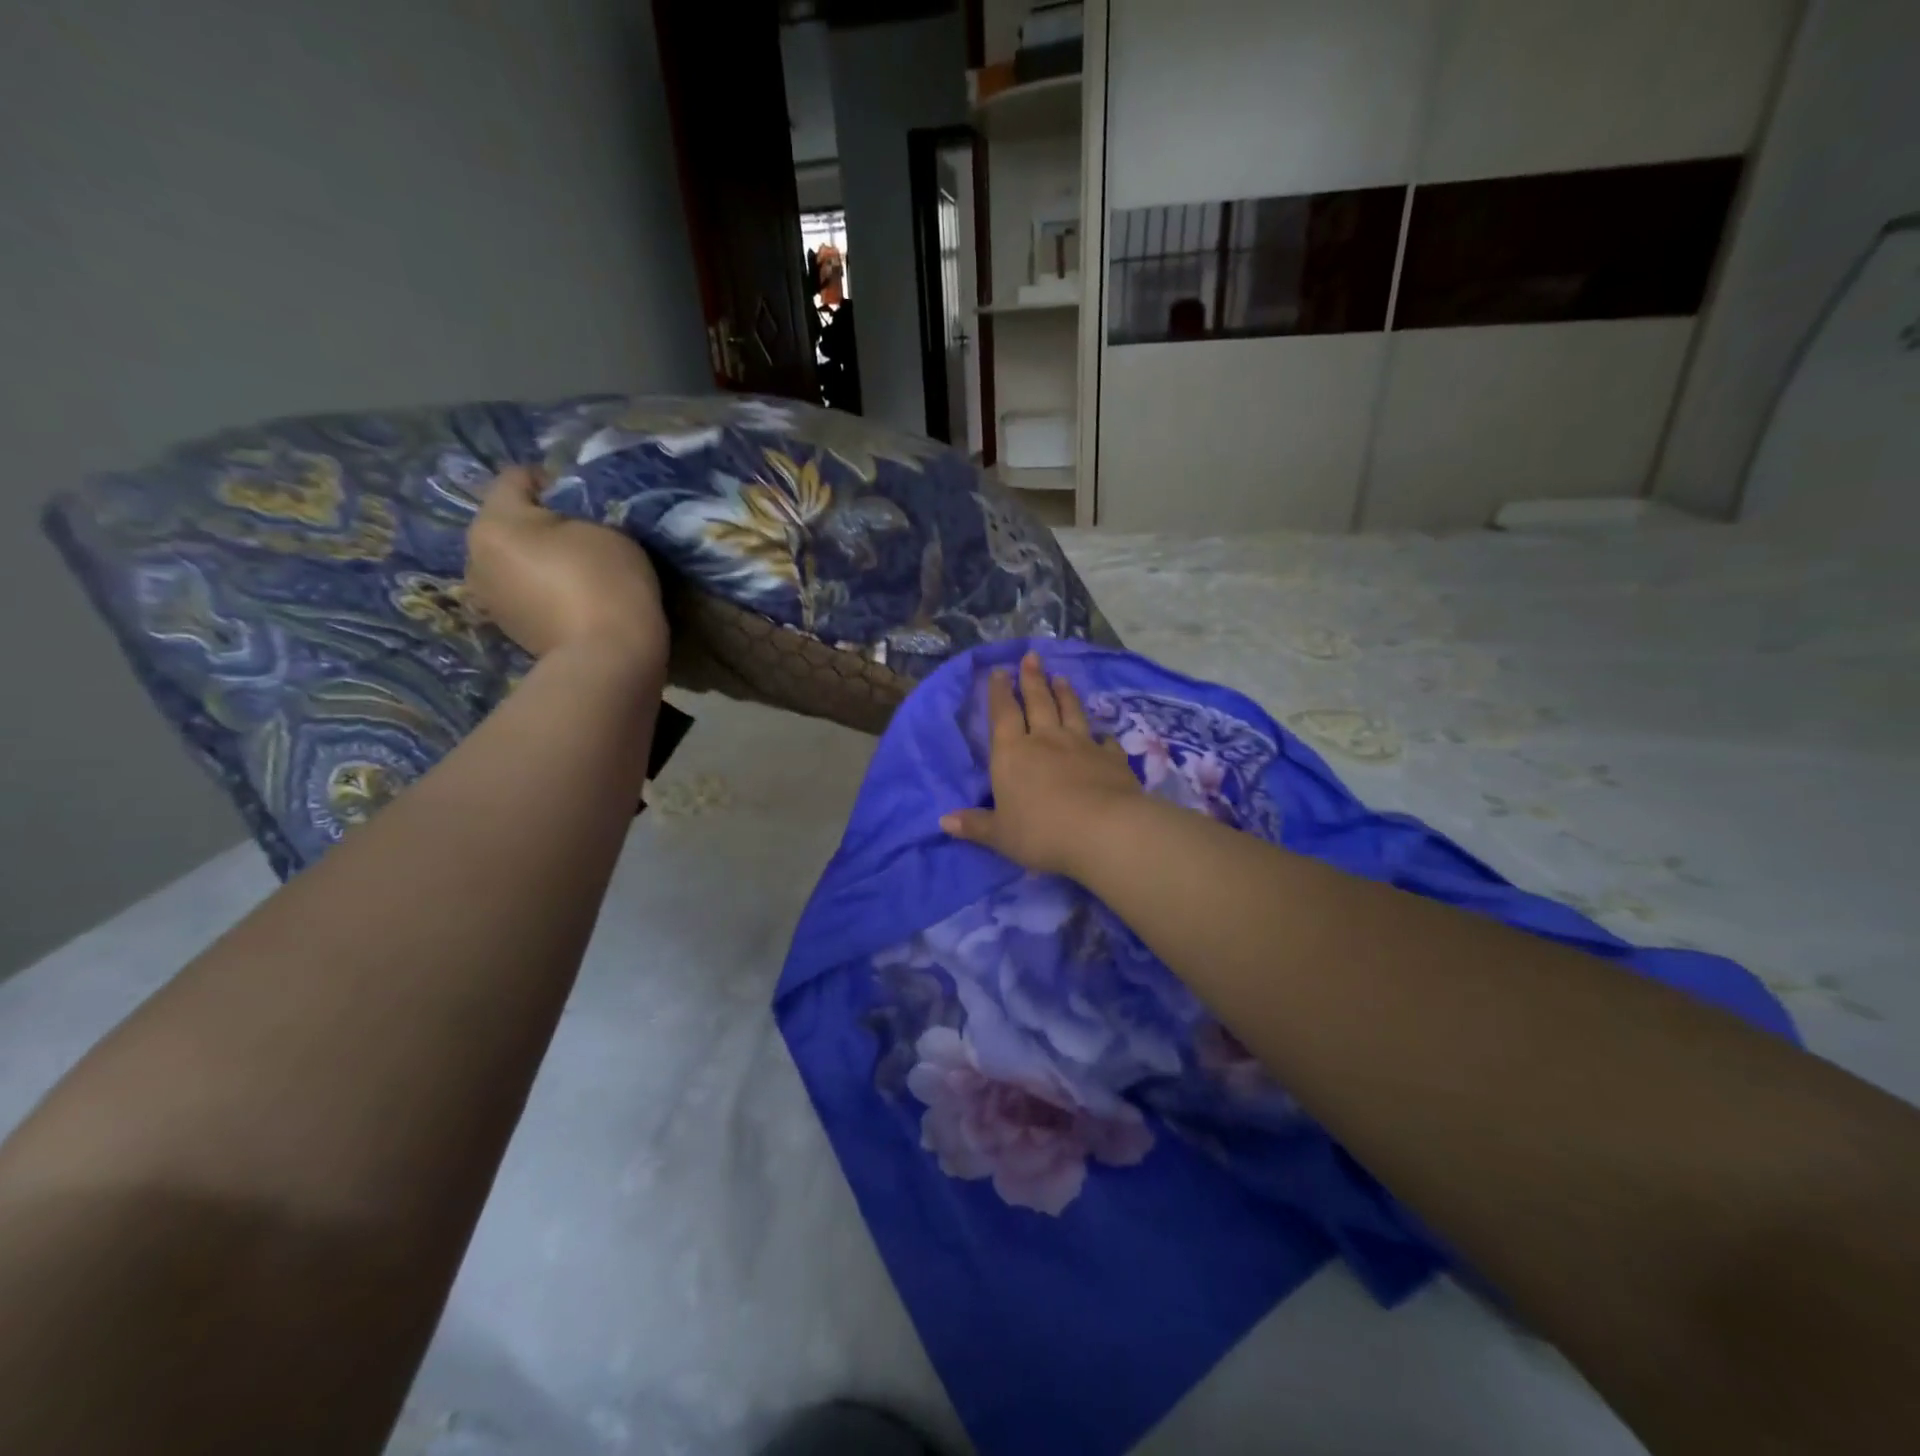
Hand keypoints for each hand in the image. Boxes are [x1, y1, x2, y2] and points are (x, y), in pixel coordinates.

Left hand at [465, 467, 667, 668]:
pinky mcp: (507, 627)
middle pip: (508, 523)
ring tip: (576, 571)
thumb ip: (577, 516)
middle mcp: (475, 556)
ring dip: (538, 559)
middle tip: (582, 536)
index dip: (553, 479)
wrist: (608, 658)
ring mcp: (487, 597)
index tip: (585, 496)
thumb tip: (563, 524)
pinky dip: (542, 589)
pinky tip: (571, 599)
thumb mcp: (606, 531)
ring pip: (512, 560)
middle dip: (539, 524)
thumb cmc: (607, 583)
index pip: (517, 478)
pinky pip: (522, 591)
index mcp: (494, 523)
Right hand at [942, 651, 1142, 877]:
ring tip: (1061, 678)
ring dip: (1065, 694)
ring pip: (1071, 712)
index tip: (999, 671)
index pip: (1003, 714)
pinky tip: (1103, 733)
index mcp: (1012, 753)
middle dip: (1032, 679)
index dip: (999, 692)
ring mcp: (1082, 745)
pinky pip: (1105, 741)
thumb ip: (975, 825)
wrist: (1103, 830)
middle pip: (1038, 702)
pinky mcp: (1111, 758)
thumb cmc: (1041, 832)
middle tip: (1032, 657)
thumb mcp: (1000, 835)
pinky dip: (1103, 735)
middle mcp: (1046, 740)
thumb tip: (944, 821)